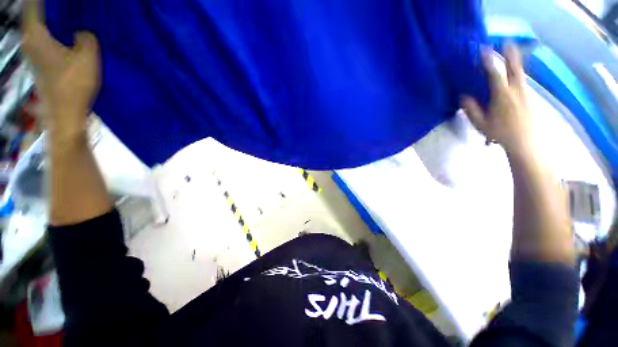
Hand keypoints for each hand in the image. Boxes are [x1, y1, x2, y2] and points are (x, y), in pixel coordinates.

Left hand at [22, 0, 99, 139]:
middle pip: (36, 15)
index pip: (34, 4)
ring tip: (71, 17)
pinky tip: (67, 35)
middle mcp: (29, 41)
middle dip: (50, 8)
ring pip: (41, 27)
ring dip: (53, 21)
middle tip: (70, 7)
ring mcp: (33, 54)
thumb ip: (86, 37)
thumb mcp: (88, 56)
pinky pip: (45, 39)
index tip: (61, 1)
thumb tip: (81, 33)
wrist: (66, 114)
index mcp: (35, 35)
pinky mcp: (40, 63)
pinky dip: (54, 33)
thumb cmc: (74, 84)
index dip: (43, 0)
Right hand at [461, 44, 532, 156]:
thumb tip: (462, 96)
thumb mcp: (481, 123)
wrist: (524, 142)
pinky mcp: (529, 97)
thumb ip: (471, 109)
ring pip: (520, 73)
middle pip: (514, 68)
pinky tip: (514, 73)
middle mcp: (516, 90)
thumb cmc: (500, 133)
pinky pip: (522, 81)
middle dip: (510, 54)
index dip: (489, 62)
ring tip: (511, 52)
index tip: (484, 51)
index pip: (495, 74)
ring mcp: (524, 93)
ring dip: (515, 61)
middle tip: (506, 42)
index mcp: (502, 96)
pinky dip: (517, 73)